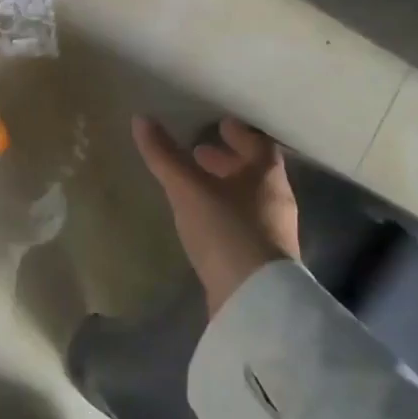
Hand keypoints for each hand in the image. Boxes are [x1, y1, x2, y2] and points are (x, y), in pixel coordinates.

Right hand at [133, 116, 301, 315]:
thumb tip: (141, 118)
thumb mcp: (188, 189)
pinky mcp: (262, 260)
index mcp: (267, 175)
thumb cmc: (227, 230)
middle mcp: (276, 200)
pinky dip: (225, 212)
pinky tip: (204, 219)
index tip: (218, 124)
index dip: (239, 132)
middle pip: (254, 171)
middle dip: (228, 159)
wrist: (254, 300)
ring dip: (226, 186)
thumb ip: (165, 156)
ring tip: (195, 184)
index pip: (258, 143)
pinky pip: (244, 222)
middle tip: (199, 150)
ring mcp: (272, 232)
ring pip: (249, 198)